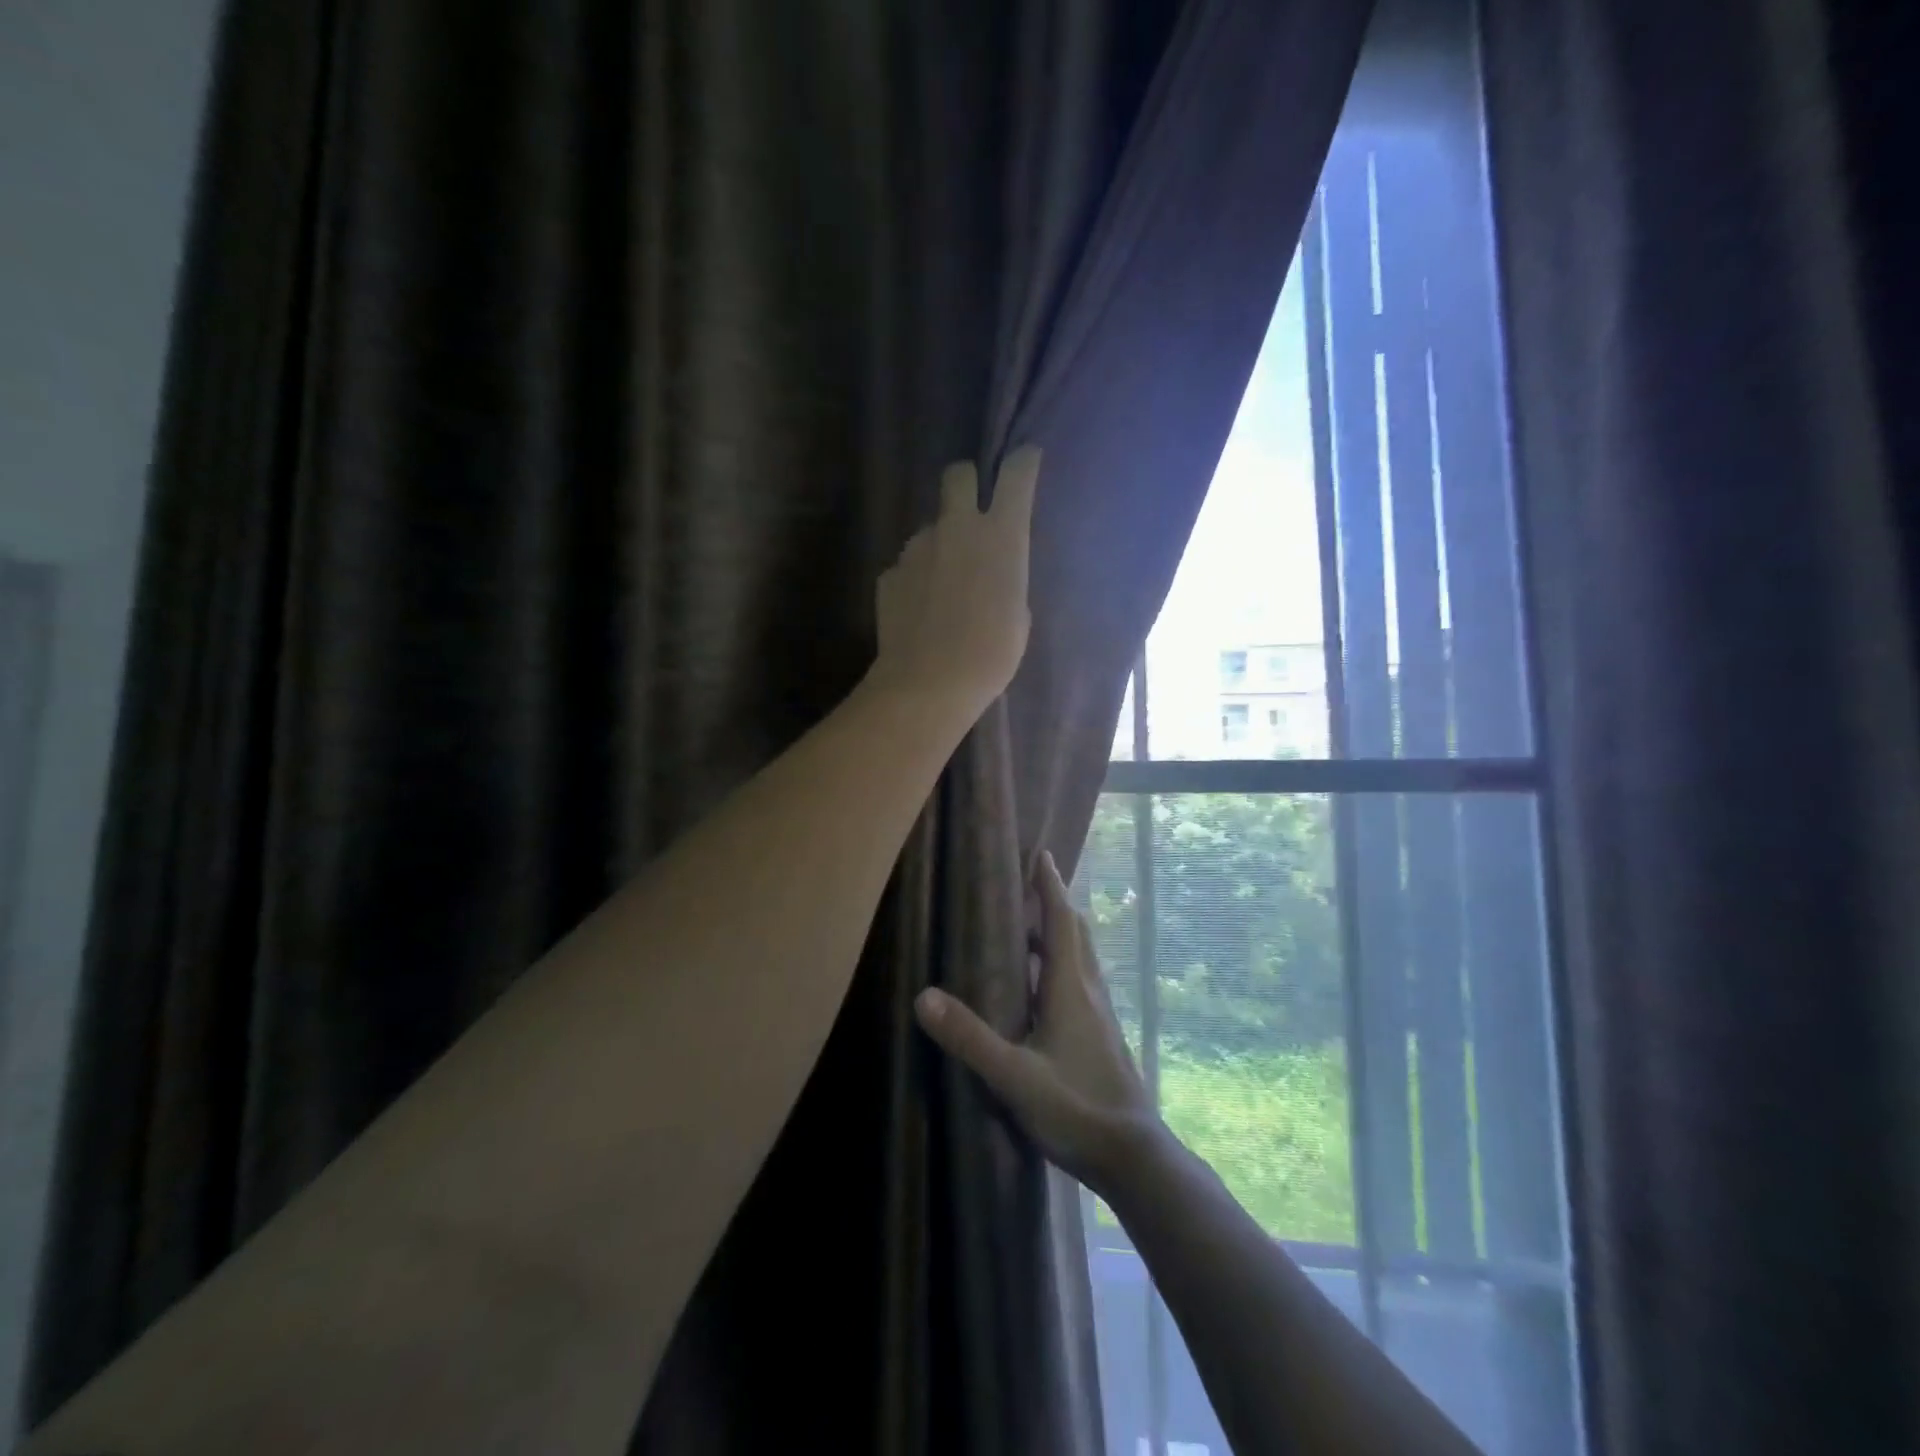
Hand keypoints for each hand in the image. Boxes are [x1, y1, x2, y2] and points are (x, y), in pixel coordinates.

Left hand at [872, 446, 1040, 716]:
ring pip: (930, 528)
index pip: (1016, 474)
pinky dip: (916, 579)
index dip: (1022, 462)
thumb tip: (991, 569)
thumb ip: (1007, 577)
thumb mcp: (1018, 614)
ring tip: (943, 588)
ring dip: (939, 545)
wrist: (929, 683)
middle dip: (966, 483)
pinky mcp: (890, 572)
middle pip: (957, 474)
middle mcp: (957, 528)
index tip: (1025, 462)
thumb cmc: (991, 655)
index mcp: (1001, 536)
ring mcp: (917, 548)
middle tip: (970, 511)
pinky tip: (920, 611)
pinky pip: (909, 565)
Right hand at [914, 849, 1164, 1198]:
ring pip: (1082, 959)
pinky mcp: (1103, 1036)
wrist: (1133, 1156)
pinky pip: (1082, 983)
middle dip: (1055, 905)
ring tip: (1029, 931)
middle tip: (1028, 888)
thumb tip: (924, 996)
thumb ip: (970, 1037)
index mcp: (1071, 988)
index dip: (1051, 886)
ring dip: (1060, 935)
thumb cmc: (1076, 1108)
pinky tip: (1043, 990)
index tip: (1041, 855)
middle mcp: (1090, 992)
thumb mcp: (1013, 1076)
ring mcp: (1101, 1015)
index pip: (1062, 921)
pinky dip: (1063, 966)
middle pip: (1076, 933)